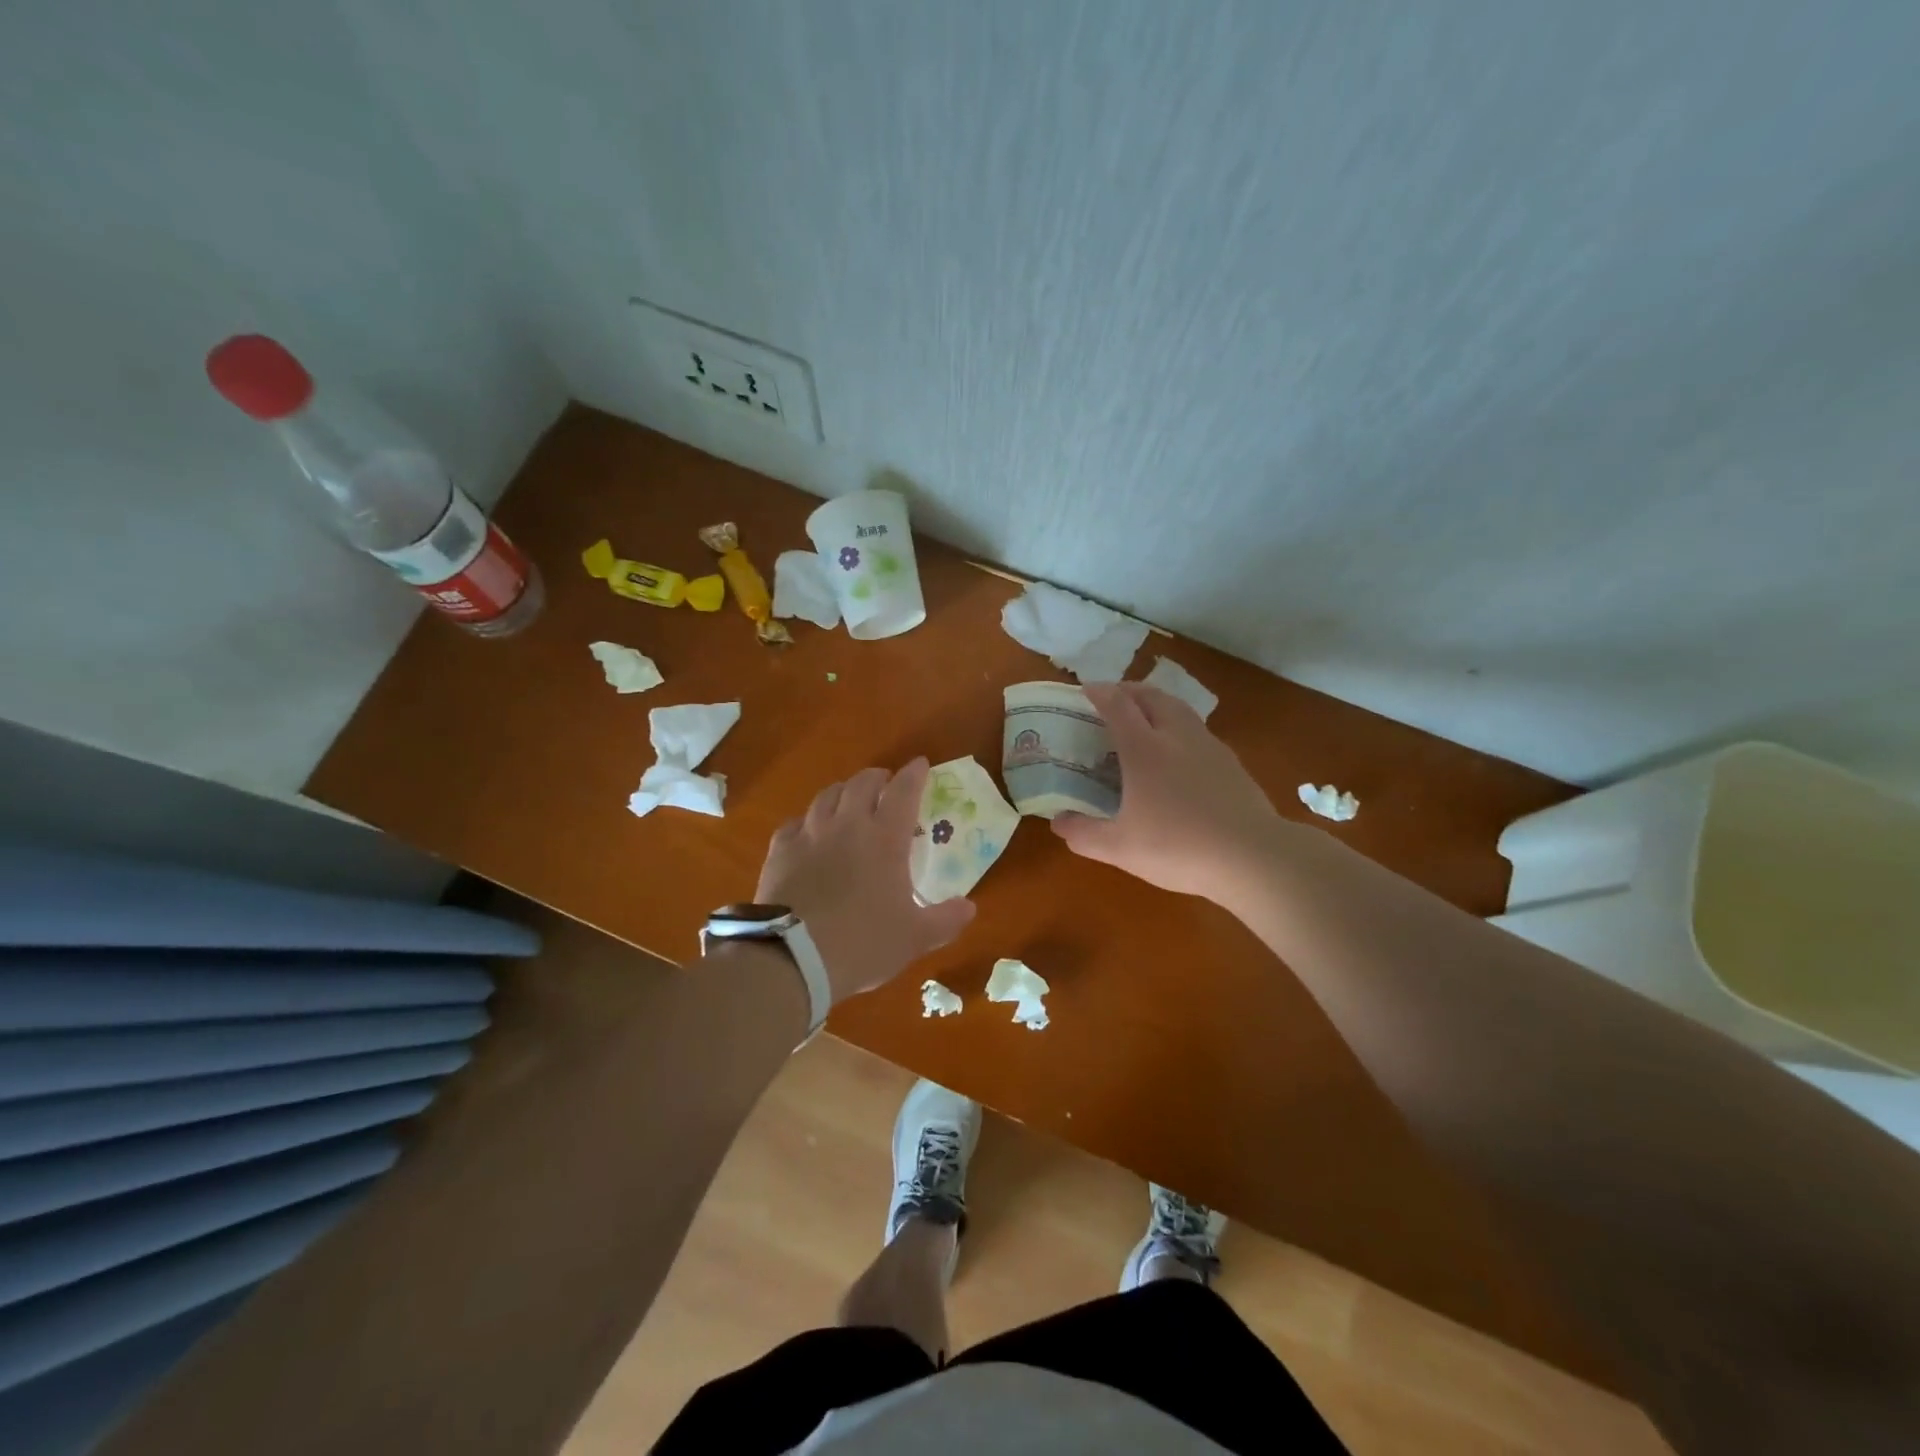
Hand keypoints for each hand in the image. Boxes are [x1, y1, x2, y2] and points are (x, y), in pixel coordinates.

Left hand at [756, 758, 975, 1003]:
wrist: (793, 958)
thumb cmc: (863, 943)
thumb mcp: (914, 938)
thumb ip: (945, 920)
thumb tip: (969, 908)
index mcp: (885, 839)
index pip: (903, 791)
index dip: (914, 774)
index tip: (920, 765)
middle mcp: (848, 825)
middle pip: (862, 783)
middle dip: (877, 777)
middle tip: (885, 783)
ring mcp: (810, 835)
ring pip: (827, 795)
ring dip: (843, 791)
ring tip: (848, 799)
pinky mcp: (780, 851)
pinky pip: (795, 823)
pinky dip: (808, 820)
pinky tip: (808, 831)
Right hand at [1052, 683, 1284, 901]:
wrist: (1252, 857)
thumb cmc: (1178, 847)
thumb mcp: (1119, 848)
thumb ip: (1083, 834)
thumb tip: (1058, 822)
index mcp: (1144, 750)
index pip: (1118, 706)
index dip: (1099, 693)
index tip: (1085, 690)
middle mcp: (1176, 737)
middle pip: (1151, 696)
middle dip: (1129, 690)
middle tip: (1114, 698)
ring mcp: (1209, 747)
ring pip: (1180, 709)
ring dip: (1157, 703)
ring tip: (1146, 716)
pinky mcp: (1232, 763)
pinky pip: (1199, 731)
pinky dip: (1180, 726)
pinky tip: (1180, 752)